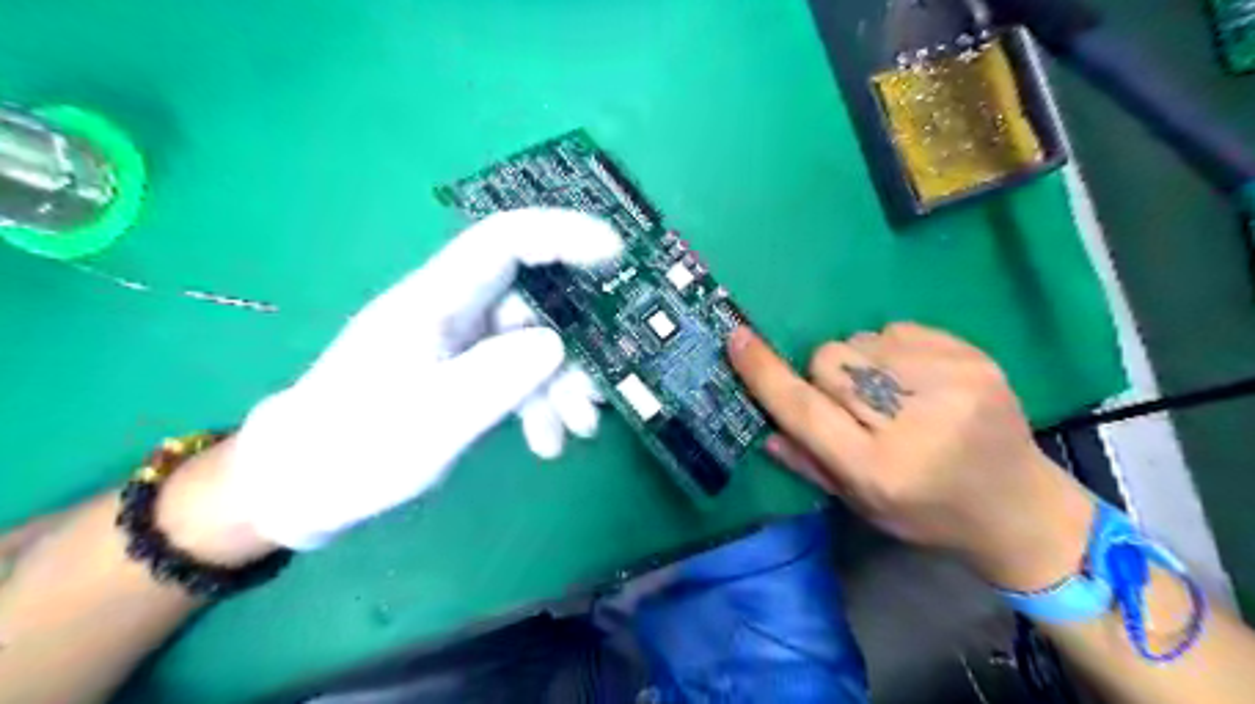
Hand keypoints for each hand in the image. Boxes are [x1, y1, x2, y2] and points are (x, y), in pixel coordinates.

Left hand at [223, 209, 620, 549]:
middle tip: (599, 390)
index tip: (614, 252)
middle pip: (531, 302)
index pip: (504, 241)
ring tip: (578, 430)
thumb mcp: (430, 420)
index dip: (561, 235)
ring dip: (561, 383)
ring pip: (531, 344)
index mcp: (434, 301)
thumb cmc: (354, 449)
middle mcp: (452, 311)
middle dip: (574, 344)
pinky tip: (548, 442)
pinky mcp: (462, 373)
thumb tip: (556, 344)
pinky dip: (539, 403)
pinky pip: (516, 374)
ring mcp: (459, 343)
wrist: (304, 488)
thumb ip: (494, 378)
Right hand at [727, 322, 1099, 590]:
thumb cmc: (928, 514)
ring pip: (860, 341)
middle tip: (850, 404)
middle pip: (829, 360)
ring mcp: (950, 382)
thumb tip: (765, 424)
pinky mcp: (974, 358)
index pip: (804, 409)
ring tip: (889, 393)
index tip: (738, 340)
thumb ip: (809, 463)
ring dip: (859, 363)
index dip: (765, 373)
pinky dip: (890, 350)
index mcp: (879, 467)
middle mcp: (913, 421)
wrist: (1020, 506)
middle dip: (825, 377)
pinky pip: (896, 329)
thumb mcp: (861, 505)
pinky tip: (914, 379)